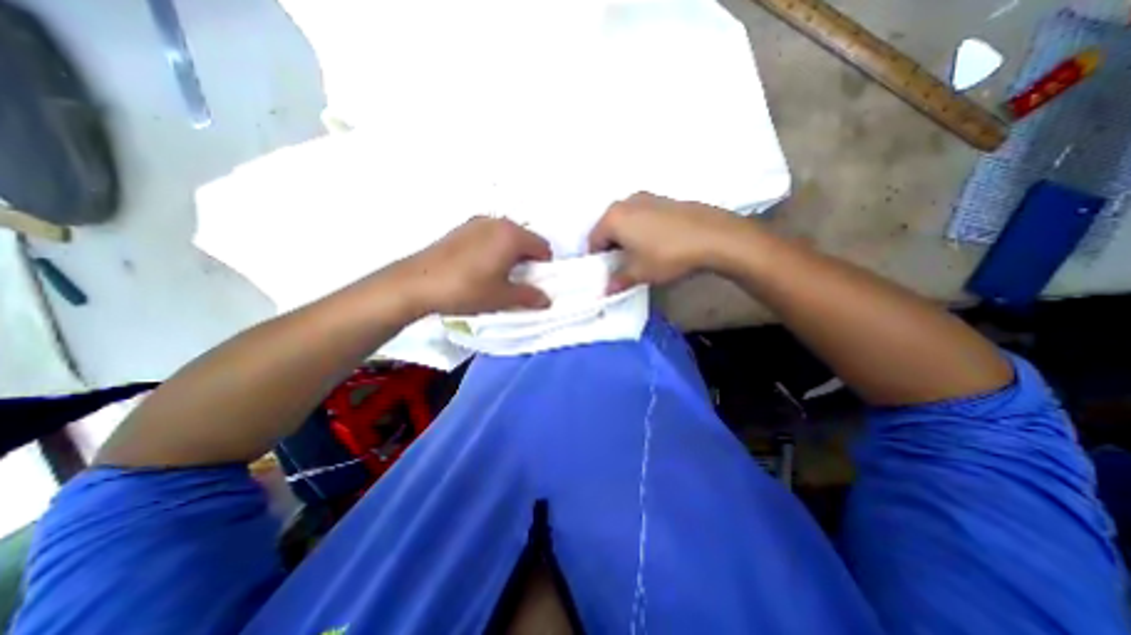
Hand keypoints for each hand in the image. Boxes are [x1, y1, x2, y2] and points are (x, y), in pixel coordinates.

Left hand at [390, 216, 552, 313]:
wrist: (416, 283)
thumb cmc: (466, 289)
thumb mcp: (502, 297)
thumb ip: (529, 296)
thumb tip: (546, 299)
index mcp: (512, 235)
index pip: (542, 246)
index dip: (544, 265)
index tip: (536, 282)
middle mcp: (497, 222)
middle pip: (525, 238)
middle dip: (528, 259)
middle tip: (519, 280)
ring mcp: (476, 223)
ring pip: (506, 236)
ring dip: (510, 253)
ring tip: (498, 275)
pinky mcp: (461, 229)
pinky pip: (489, 236)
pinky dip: (494, 248)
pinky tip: (480, 267)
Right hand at [588, 195, 748, 292]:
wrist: (712, 236)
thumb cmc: (667, 255)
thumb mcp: (640, 273)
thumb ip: (618, 281)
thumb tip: (606, 290)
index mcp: (613, 218)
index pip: (593, 240)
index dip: (597, 259)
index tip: (605, 273)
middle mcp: (625, 202)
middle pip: (608, 227)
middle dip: (611, 246)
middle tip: (621, 265)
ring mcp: (646, 197)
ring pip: (626, 220)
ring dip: (626, 237)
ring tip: (639, 254)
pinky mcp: (664, 199)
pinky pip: (642, 215)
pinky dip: (641, 228)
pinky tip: (656, 243)